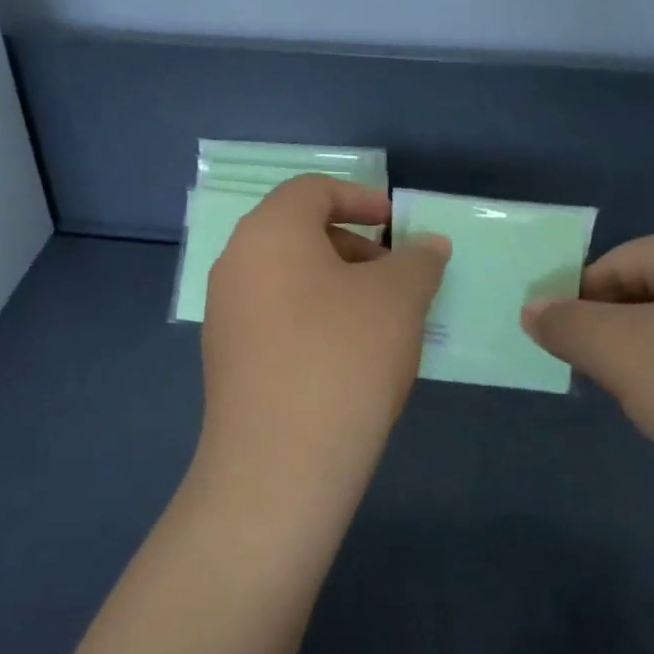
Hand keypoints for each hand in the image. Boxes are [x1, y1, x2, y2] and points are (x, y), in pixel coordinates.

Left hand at [198, 175, 450, 510]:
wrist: (280, 463)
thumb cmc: (344, 356)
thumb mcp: (399, 298)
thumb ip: (418, 260)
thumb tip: (428, 246)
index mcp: (269, 231)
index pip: (312, 190)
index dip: (360, 198)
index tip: (397, 225)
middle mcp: (236, 262)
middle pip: (298, 232)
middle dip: (354, 246)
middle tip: (396, 277)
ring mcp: (225, 313)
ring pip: (289, 277)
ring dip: (338, 284)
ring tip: (381, 320)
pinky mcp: (227, 358)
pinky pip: (276, 316)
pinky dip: (315, 317)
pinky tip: (349, 356)